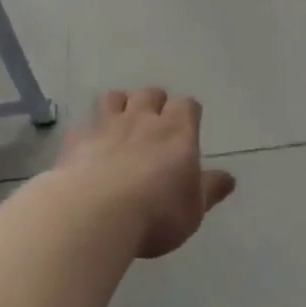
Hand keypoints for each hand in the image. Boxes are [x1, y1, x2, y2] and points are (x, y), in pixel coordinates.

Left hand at [58, 88, 235, 258]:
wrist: (96, 212)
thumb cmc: (157, 213)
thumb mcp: (194, 209)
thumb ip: (210, 190)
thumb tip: (228, 178)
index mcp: (177, 132)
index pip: (187, 106)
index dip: (187, 114)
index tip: (187, 129)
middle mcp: (143, 119)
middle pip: (150, 93)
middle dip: (154, 104)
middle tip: (153, 126)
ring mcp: (106, 125)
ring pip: (114, 97)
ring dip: (119, 106)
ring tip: (120, 126)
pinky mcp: (77, 139)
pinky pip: (84, 124)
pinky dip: (88, 132)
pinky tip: (88, 148)